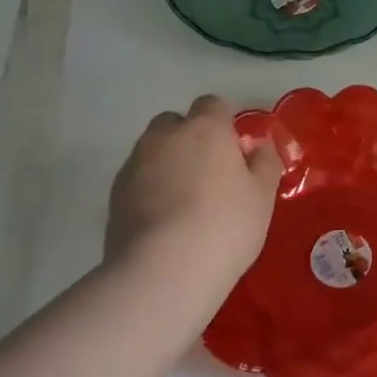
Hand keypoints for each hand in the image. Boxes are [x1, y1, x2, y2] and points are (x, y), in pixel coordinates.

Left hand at [106, 95, 282, 306]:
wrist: (163, 272)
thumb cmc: (225, 226)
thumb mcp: (262, 196)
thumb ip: (264, 163)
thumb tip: (256, 148)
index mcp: (205, 128)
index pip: (213, 104)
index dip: (225, 122)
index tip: (235, 149)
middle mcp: (165, 137)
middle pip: (175, 122)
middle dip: (189, 138)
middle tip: (209, 173)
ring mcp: (134, 165)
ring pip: (152, 151)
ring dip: (167, 164)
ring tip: (184, 202)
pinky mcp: (113, 197)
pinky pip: (137, 181)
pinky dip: (149, 190)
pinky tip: (164, 221)